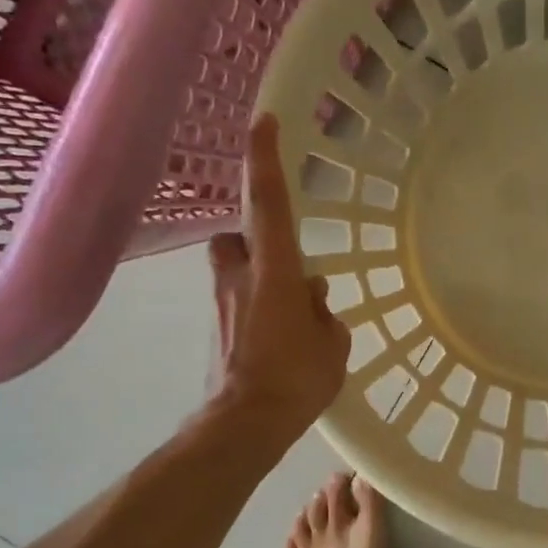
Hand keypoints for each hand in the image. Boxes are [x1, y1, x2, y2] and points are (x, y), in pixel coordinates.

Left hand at [208, 114, 350, 435]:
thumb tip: (311, 300)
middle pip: (234, 237)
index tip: (263, 122)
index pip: (268, 203)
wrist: (245, 424)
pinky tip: (278, 344)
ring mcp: (221, 305)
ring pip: (232, 272)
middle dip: (252, 239)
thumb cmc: (296, 379)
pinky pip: (236, 305)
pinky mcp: (215, 331)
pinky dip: (254, 311)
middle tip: (280, 260)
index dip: (264, 160)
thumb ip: (323, 314)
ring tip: (287, 312)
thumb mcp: (332, 344)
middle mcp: (240, 278)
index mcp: (274, 271)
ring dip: (255, 278)